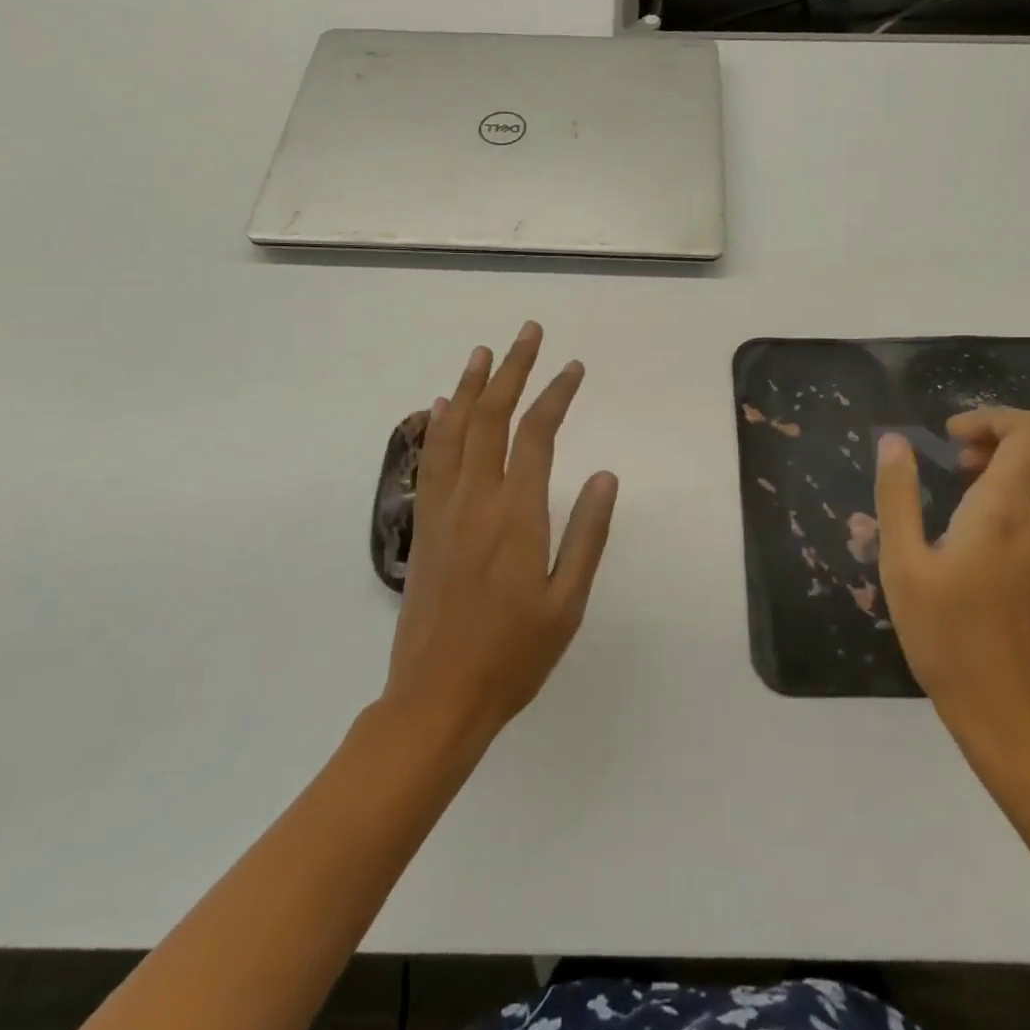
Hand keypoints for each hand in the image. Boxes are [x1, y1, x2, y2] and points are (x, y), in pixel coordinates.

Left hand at [382, 321, 618, 747]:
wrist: (437, 698)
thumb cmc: (513, 655)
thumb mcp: (567, 602)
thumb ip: (587, 533)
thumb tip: (606, 474)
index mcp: (516, 514)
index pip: (537, 434)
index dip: (556, 393)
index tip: (573, 367)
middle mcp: (476, 499)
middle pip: (492, 417)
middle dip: (512, 369)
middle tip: (528, 332)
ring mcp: (443, 509)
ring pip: (455, 430)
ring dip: (471, 386)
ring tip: (484, 351)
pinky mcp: (424, 524)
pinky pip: (430, 460)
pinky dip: (437, 425)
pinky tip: (441, 406)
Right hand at [875, 409, 1029, 759]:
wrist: (1003, 704)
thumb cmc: (943, 635)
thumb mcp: (901, 565)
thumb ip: (897, 496)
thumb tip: (894, 441)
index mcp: (1004, 512)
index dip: (990, 418)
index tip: (949, 440)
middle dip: (1014, 428)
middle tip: (968, 455)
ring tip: (993, 475)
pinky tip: (1014, 505)